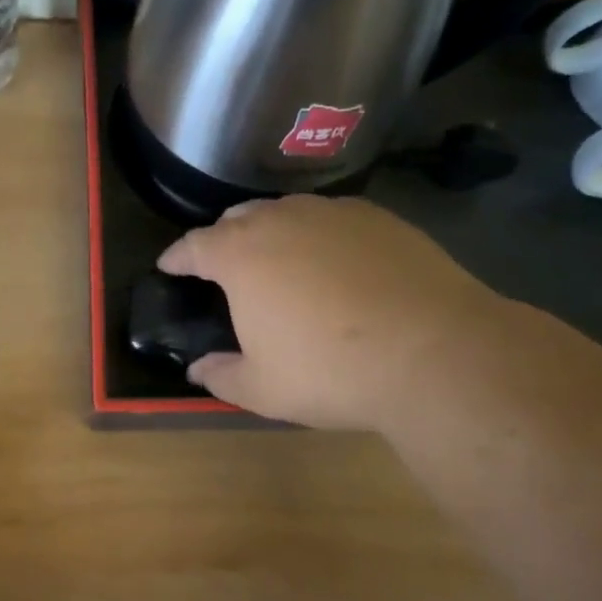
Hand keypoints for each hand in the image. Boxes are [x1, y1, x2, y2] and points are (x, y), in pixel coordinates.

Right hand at [158, 195, 503, 430]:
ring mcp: (334, 214)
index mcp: (241, 256)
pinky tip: (332, 262)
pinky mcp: (380, 218)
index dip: (177, 257)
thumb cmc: (330, 372)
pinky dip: (318, 235)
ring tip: (277, 258)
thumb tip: (198, 369)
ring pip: (287, 212)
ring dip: (271, 231)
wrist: (433, 353)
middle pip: (239, 218)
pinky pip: (331, 219)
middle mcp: (282, 221)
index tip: (168, 266)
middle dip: (223, 238)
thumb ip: (221, 375)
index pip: (194, 246)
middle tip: (223, 265)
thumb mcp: (262, 388)